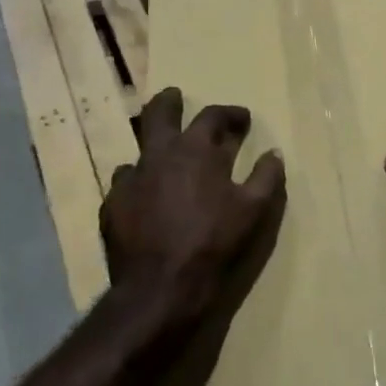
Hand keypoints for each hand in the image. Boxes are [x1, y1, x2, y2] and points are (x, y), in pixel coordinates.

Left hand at [102, 89, 285, 330]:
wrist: (160, 286)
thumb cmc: (213, 243)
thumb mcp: (253, 210)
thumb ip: (266, 177)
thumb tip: (273, 153)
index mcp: (194, 150)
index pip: (213, 116)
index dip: (231, 114)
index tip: (243, 120)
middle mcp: (158, 154)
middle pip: (159, 112)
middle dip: (170, 101)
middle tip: (176, 98)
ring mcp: (130, 178)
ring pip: (139, 149)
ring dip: (154, 149)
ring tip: (164, 160)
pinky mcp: (112, 205)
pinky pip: (124, 183)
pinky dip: (138, 184)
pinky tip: (145, 198)